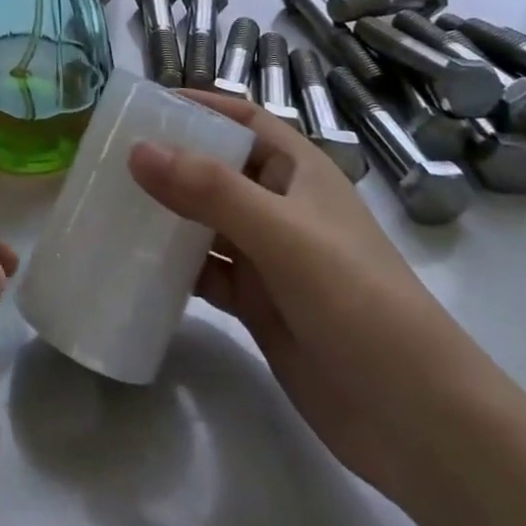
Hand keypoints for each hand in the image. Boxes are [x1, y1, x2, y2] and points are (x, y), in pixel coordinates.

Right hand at [128, 93, 497, 504]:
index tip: (144, 104)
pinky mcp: (259, 304)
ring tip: (108, 203)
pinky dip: (174, 266)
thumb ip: (209, 190)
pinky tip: (134, 265)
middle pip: (217, 167)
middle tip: (108, 155)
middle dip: (170, 159)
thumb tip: (137, 149)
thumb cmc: (357, 300)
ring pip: (206, 220)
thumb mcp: (282, 234)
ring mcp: (270, 257)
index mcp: (299, 171)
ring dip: (166, 212)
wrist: (417, 421)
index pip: (243, 118)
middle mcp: (282, 206)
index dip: (199, 104)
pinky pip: (206, 271)